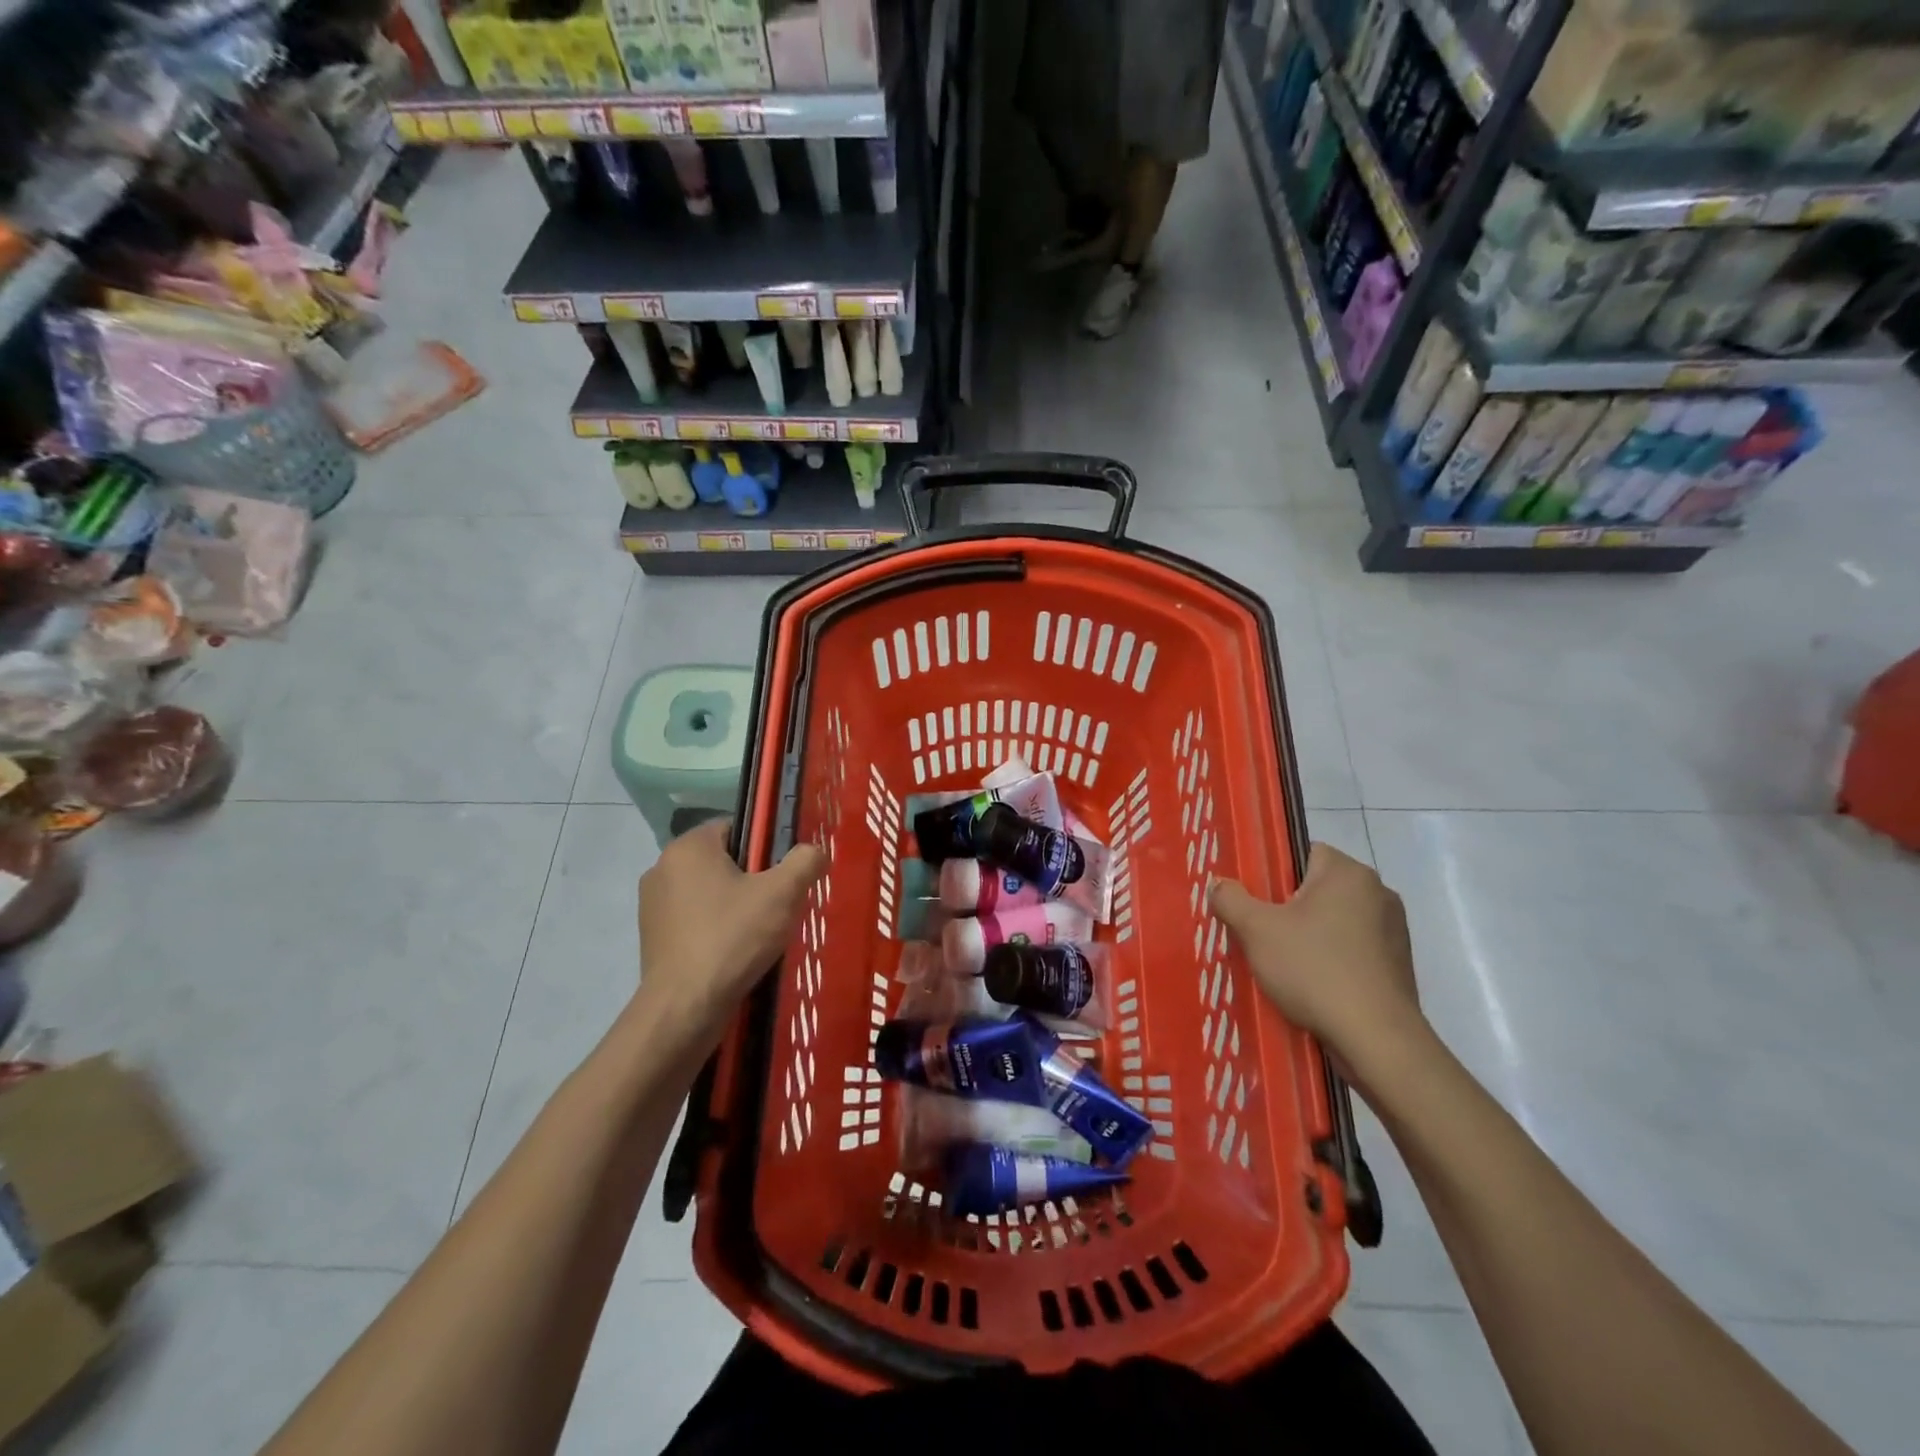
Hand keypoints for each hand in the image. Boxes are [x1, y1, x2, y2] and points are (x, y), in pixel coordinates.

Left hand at [636, 820, 824, 1040]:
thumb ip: (805, 861)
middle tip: (779, 905)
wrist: (684, 1008)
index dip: (766, 847)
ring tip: (761, 933)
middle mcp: (662, 867)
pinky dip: (716, 929)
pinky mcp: (652, 938)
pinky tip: (736, 953)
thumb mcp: (783, 894)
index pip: (736, 827)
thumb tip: (813, 851)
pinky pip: (695, 920)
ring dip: (735, 905)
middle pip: (723, 860)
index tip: (784, 874)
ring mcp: (652, 905)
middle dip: (753, 879)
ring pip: (709, 892)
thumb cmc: (733, 938)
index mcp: (688, 847)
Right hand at [1209, 844, 1423, 1078]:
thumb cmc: (1314, 970)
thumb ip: (1231, 899)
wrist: (1376, 1039)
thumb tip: (1218, 883)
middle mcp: (1378, 892)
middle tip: (1259, 931)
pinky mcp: (1398, 965)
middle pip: (1318, 888)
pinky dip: (1332, 960)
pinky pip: (1353, 950)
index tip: (1254, 898)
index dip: (1273, 873)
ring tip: (1281, 962)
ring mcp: (1393, 930)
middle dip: (1288, 907)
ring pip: (1335, 921)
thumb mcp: (1256, 931)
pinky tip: (1311, 984)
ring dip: (1310, 935)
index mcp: (1349, 873)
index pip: (1303, 853)